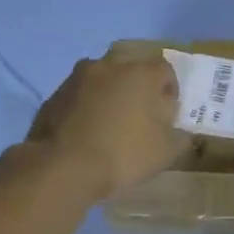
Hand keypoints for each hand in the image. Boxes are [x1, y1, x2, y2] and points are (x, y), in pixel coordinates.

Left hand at [24, 55, 185, 201]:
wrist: (61, 168)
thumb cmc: (122, 154)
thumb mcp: (165, 152)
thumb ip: (179, 136)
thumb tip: (179, 131)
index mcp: (140, 73)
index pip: (165, 70)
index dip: (170, 91)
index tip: (167, 115)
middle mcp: (108, 66)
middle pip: (131, 72)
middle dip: (138, 91)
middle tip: (140, 119)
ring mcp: (76, 79)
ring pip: (102, 82)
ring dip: (109, 97)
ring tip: (109, 128)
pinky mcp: (54, 96)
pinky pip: (79, 97)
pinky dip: (86, 109)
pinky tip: (86, 135)